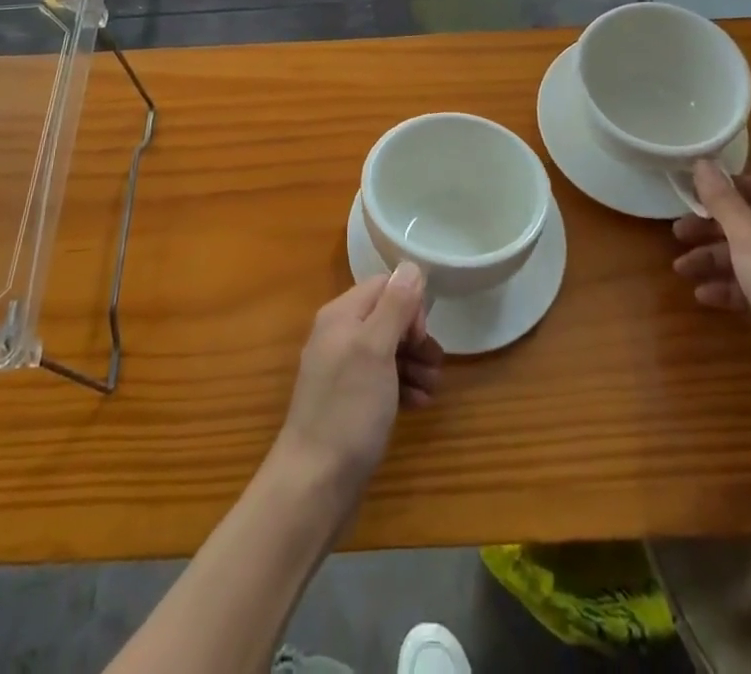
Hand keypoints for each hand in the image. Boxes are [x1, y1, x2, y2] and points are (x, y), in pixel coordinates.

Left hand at [272, 264, 443, 506]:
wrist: (314, 484)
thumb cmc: (348, 409)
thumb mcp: (375, 349)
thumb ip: (394, 305)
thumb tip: (411, 266)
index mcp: (341, 315)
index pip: (383, 287)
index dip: (408, 305)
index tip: (420, 335)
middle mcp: (339, 336)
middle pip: (387, 318)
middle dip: (416, 338)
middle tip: (435, 365)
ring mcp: (343, 371)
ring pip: (388, 351)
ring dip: (415, 364)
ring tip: (433, 390)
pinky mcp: (349, 402)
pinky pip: (382, 381)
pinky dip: (403, 387)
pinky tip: (418, 405)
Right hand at [673, 167, 750, 409]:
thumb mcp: (746, 234)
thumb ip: (721, 198)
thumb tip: (702, 161)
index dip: (725, 185)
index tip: (692, 192)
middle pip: (744, 222)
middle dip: (709, 227)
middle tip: (677, 233)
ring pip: (743, 256)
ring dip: (711, 259)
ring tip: (681, 269)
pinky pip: (750, 286)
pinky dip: (726, 287)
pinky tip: (704, 295)